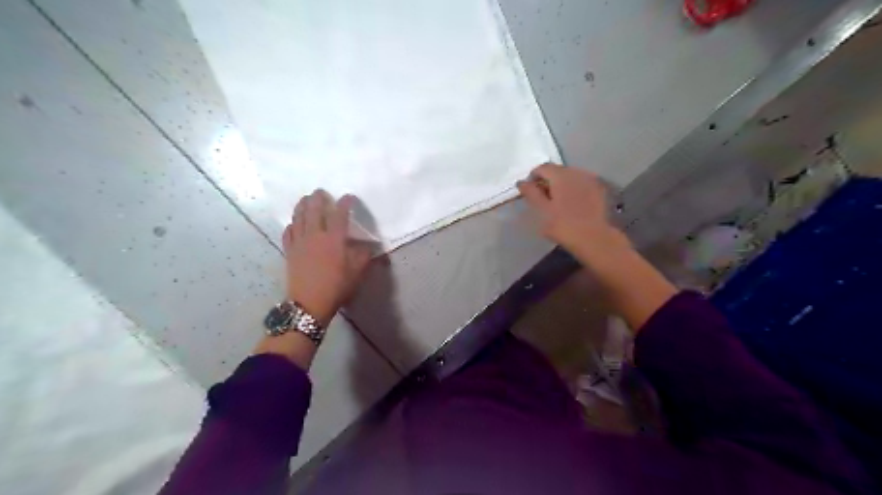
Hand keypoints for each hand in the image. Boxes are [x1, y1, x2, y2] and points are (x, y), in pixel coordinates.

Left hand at [283, 192, 371, 325]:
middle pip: (313, 209)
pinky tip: (294, 223)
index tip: (348, 196)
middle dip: (317, 198)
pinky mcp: (289, 251)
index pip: (339, 214)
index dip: (344, 203)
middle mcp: (315, 235)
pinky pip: (288, 232)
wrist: (309, 303)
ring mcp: (299, 242)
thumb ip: (364, 255)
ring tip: (305, 199)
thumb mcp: (357, 272)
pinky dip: (292, 224)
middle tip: (321, 192)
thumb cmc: (337, 286)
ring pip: (298, 217)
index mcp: (334, 239)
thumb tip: (368, 245)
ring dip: (302, 205)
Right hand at [515, 163, 629, 262]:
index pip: (542, 167)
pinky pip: (583, 184)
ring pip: (572, 177)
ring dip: (563, 185)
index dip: (533, 178)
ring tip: (559, 203)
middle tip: (543, 199)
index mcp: (561, 175)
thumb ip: (531, 193)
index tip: (529, 192)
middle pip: (558, 171)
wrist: (596, 239)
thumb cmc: (564, 226)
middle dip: (549, 181)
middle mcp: (577, 172)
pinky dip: (575, 190)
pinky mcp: (602, 190)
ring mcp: (592, 180)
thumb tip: (522, 182)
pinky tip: (574, 205)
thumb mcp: (542, 211)